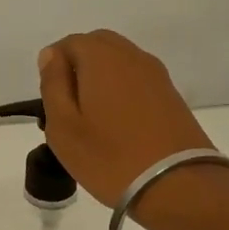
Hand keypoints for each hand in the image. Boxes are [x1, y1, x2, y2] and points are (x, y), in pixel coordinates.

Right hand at [38, 30, 224, 209]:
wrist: (177, 186)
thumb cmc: (109, 157)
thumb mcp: (63, 125)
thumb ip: (53, 83)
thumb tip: (51, 55)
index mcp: (101, 56)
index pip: (68, 43)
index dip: (54, 68)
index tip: (52, 102)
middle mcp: (132, 55)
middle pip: (97, 46)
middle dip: (78, 68)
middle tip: (70, 108)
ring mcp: (156, 74)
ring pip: (119, 62)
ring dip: (101, 80)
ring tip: (94, 120)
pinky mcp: (171, 95)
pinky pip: (137, 80)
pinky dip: (122, 92)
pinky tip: (119, 125)